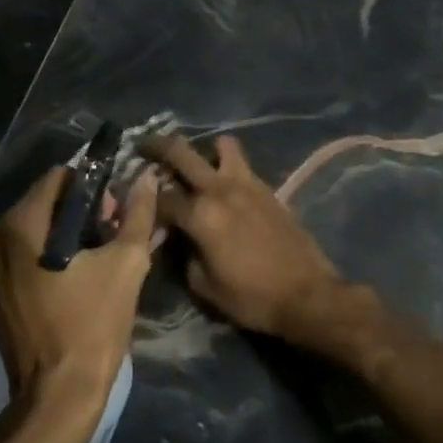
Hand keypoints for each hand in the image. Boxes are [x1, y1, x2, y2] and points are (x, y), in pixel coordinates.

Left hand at [0, 165, 156, 436]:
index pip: (59, 177)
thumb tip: (145, 177)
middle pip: (44, 201)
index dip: (93, 186)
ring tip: (97, 256)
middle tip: (111, 234)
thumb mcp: (127, 263)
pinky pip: (22, 251)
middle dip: (80, 210)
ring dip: (65, 232)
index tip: (115, 211)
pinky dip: (47, 252)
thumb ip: (137, 214)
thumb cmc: (93, 325)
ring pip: (33, 226)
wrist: (58, 395)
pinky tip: (74, 273)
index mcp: (20, 224)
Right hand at [141, 134, 367, 352]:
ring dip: (205, 149)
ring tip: (198, 164)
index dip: (143, 200)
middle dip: (157, 146)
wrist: (307, 295)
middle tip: (143, 145)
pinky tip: (225, 187)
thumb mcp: (204, 287)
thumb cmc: (252, 297)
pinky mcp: (268, 189)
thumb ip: (183, 256)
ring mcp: (247, 184)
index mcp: (200, 215)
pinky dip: (228, 167)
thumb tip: (177, 239)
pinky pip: (242, 165)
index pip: (160, 198)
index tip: (135, 202)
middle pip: (181, 152)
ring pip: (221, 145)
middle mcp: (220, 189)